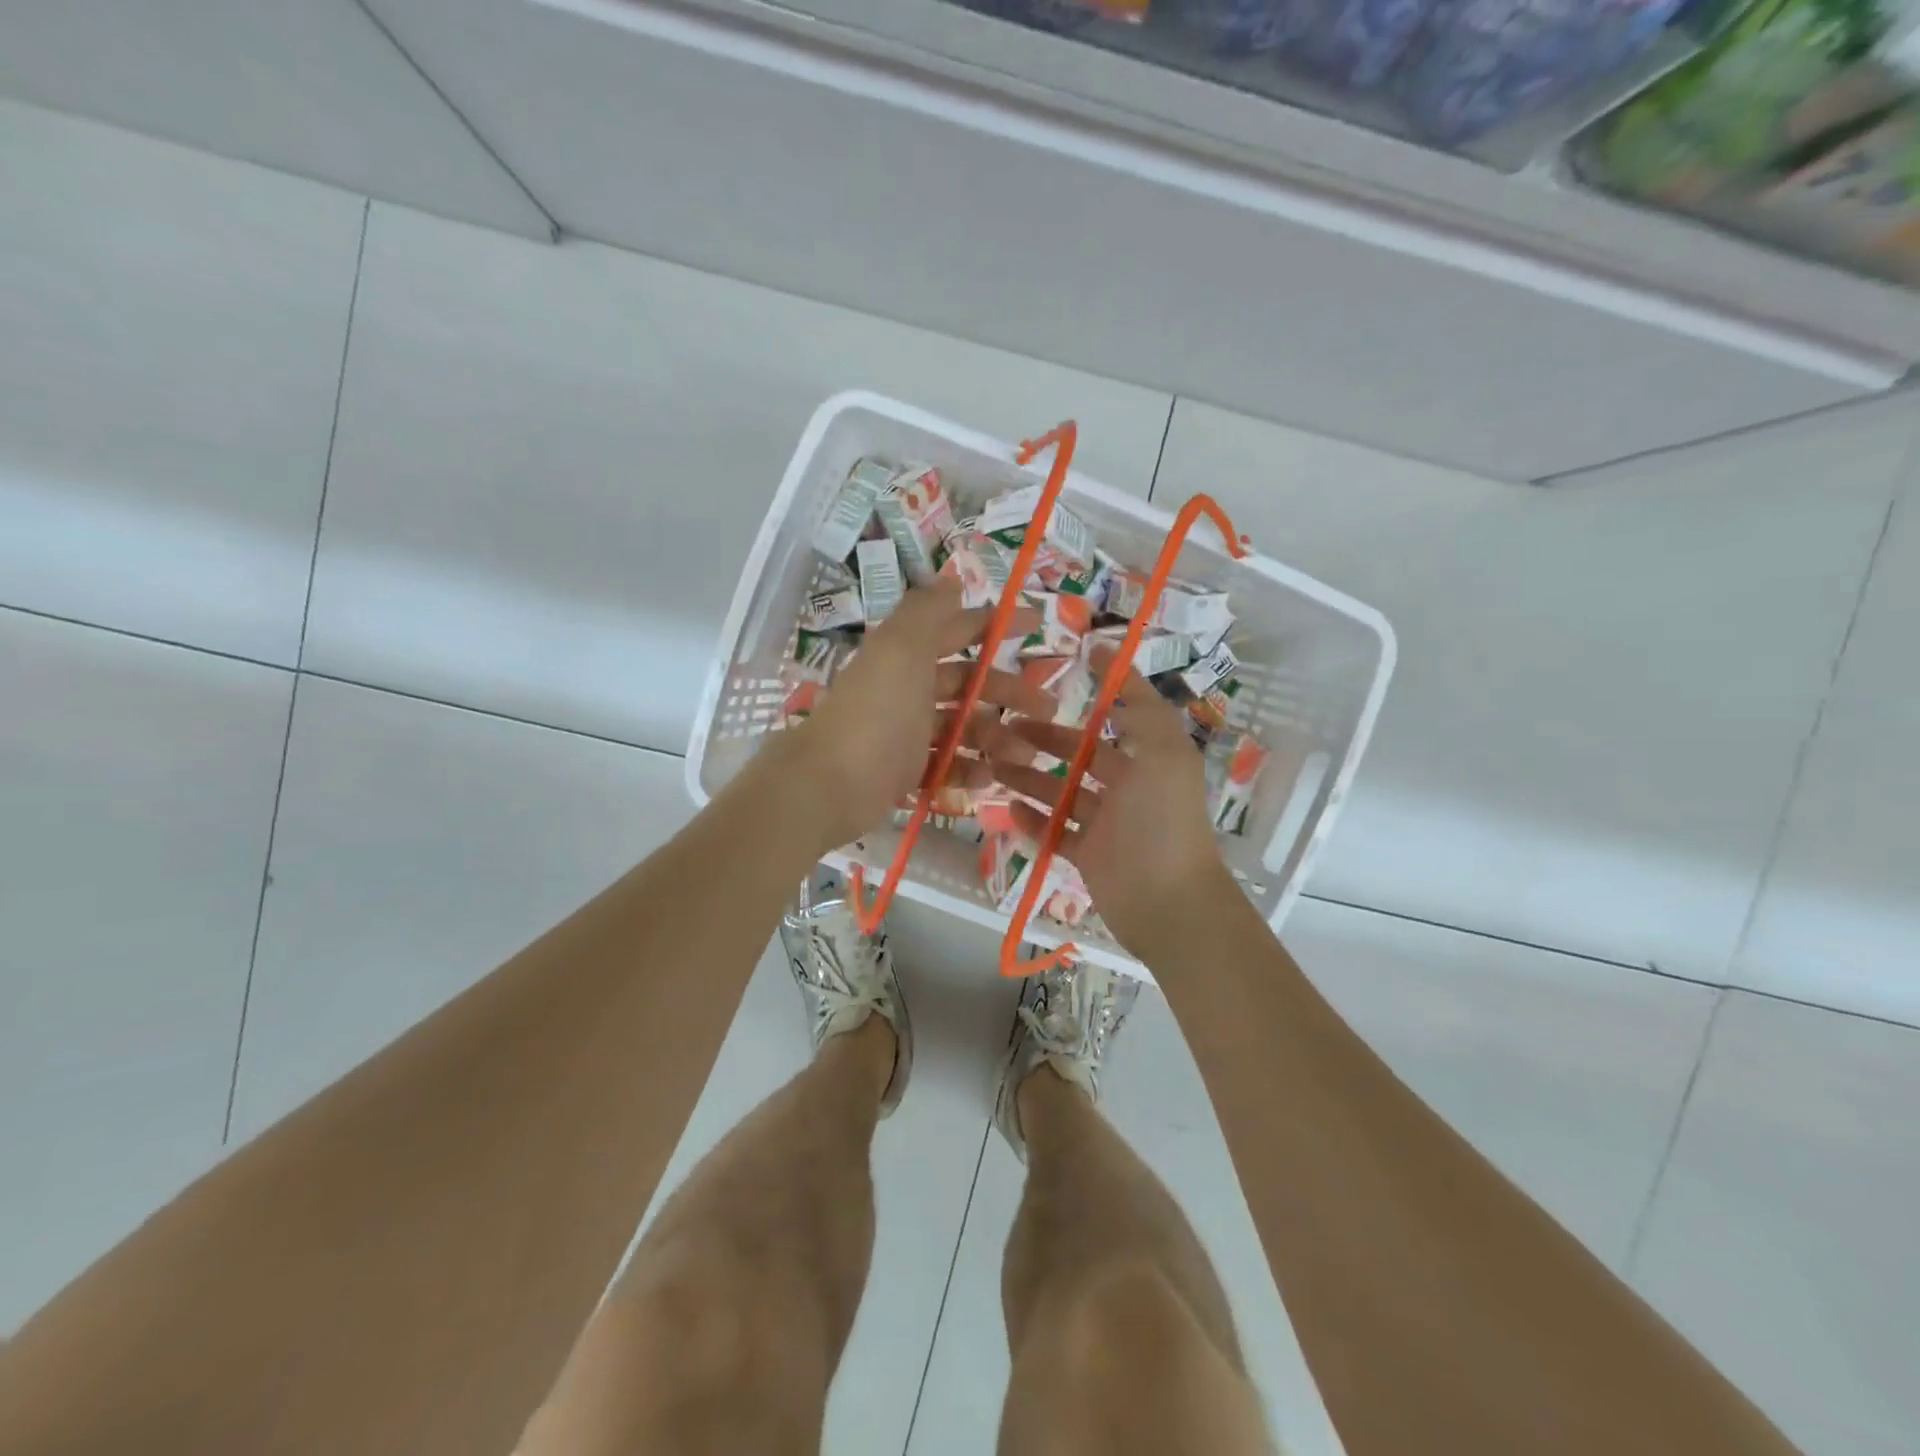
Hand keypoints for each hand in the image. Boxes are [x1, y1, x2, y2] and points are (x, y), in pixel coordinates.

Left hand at [785, 579, 1049, 849]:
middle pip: (967, 683)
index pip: (958, 629)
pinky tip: (990, 779)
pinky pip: (944, 765)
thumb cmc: (876, 712)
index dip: (995, 624)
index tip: (1038, 626)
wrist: (830, 783)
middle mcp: (906, 688)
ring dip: (996, 737)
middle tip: (1049, 709)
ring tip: (1027, 755)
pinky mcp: (903, 771)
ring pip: (961, 727)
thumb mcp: (901, 649)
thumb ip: (927, 612)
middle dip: (1008, 691)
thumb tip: (951, 579)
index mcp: (906, 654)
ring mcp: (905, 732)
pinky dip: (968, 770)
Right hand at [983, 654, 1228, 952]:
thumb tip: (1113, 658)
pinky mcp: (1090, 856)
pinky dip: (1033, 821)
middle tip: (1003, 729)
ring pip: (1062, 793)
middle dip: (1045, 739)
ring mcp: (1108, 824)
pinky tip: (1006, 808)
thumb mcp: (1162, 752)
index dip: (1104, 688)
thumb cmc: (1162, 820)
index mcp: (1151, 759)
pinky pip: (1056, 833)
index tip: (1070, 663)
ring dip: (1029, 778)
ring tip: (992, 766)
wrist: (1168, 902)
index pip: (1123, 715)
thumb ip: (1140, 707)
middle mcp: (1130, 787)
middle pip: (1081, 756)